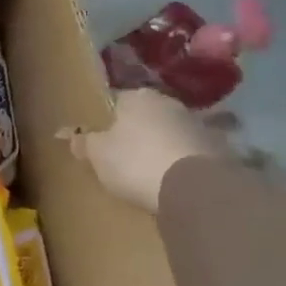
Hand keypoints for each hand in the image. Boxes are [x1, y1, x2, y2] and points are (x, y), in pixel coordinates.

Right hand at [70, 88, 222, 213]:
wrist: (195, 187)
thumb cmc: (135, 162)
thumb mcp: (98, 154)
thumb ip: (82, 142)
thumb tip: (65, 133)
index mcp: (137, 97)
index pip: (116, 101)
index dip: (108, 121)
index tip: (103, 141)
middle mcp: (169, 103)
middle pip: (147, 116)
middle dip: (137, 132)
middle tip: (125, 157)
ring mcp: (198, 124)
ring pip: (172, 132)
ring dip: (163, 146)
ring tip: (152, 172)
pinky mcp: (220, 148)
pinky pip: (192, 152)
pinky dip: (183, 162)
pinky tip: (175, 181)